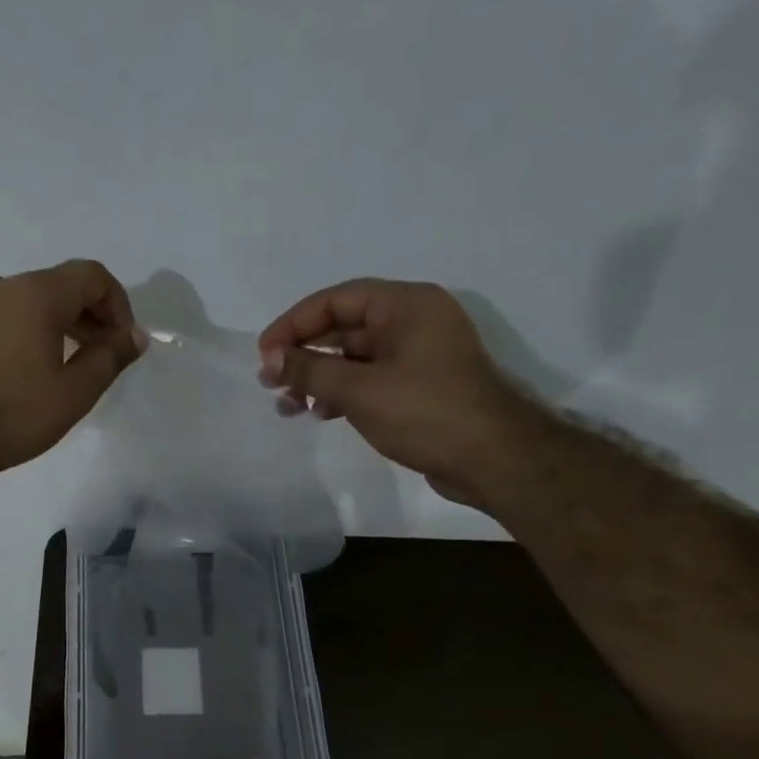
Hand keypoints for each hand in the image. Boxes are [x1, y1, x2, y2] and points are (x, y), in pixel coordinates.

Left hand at [0, 260, 146, 483]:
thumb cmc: (14, 414)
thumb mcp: (75, 392)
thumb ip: (110, 357)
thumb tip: (135, 335)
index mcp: (37, 294)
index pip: (92, 276)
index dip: (118, 305)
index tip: (122, 343)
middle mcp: (5, 286)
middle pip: (63, 284)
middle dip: (92, 314)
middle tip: (103, 356)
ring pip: (34, 299)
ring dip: (63, 323)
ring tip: (72, 364)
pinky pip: (9, 314)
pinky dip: (33, 329)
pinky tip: (34, 368)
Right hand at [258, 278, 536, 505]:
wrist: (493, 459)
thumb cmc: (425, 413)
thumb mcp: (359, 389)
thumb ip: (310, 369)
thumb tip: (270, 359)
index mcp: (407, 305)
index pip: (336, 299)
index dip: (294, 324)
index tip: (264, 354)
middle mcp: (414, 321)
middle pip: (344, 326)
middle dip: (304, 354)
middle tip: (270, 382)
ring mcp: (418, 355)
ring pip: (355, 356)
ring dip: (319, 377)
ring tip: (288, 405)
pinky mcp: (420, 386)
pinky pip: (370, 378)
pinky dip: (342, 391)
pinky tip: (320, 412)